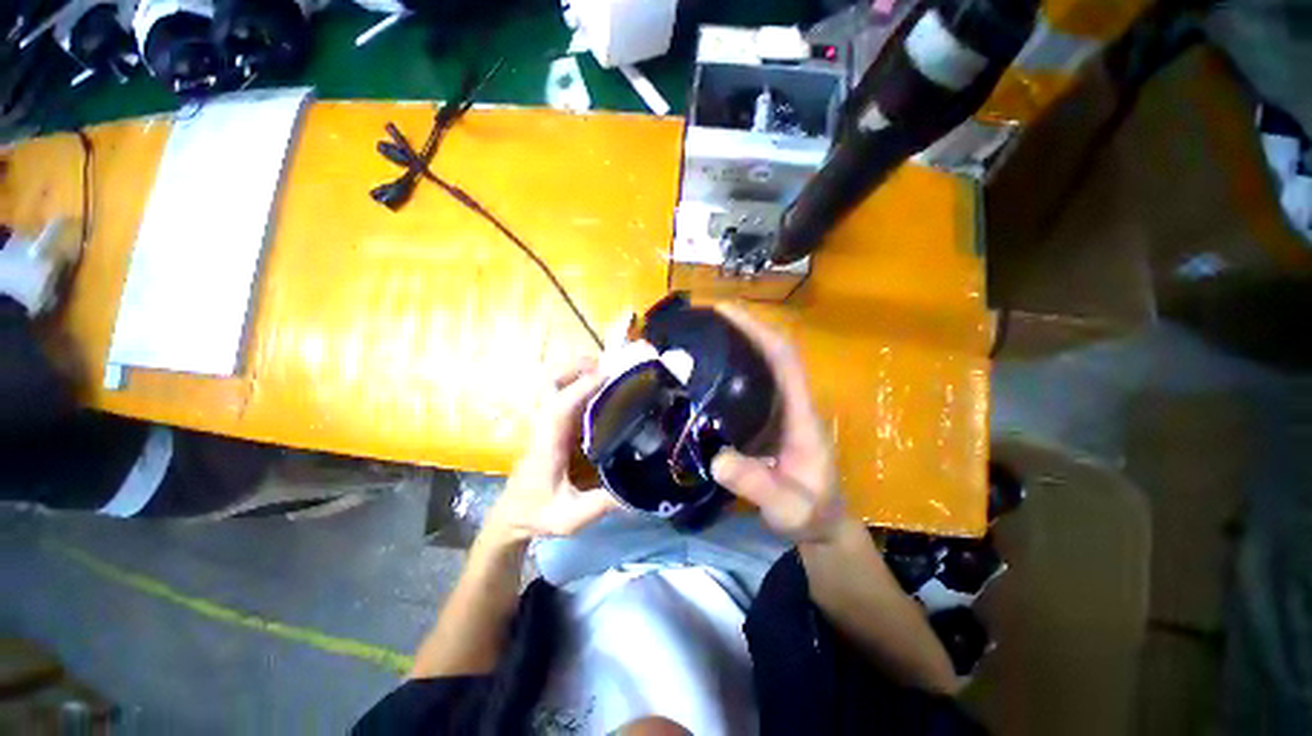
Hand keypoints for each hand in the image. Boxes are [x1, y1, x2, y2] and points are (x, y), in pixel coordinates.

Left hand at [484, 358, 619, 543]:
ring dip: (582, 373)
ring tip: (613, 374)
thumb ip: (602, 505)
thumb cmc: (538, 513)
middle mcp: (547, 425)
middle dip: (577, 368)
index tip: (609, 374)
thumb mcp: (571, 518)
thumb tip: (639, 491)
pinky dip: (586, 385)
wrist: (512, 515)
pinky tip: (608, 392)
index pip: (560, 407)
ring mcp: (551, 423)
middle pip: (551, 383)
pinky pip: (569, 396)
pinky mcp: (558, 425)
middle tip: (610, 367)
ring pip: (559, 384)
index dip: (582, 387)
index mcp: (548, 444)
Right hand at [710, 306, 845, 542]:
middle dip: (742, 326)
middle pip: (771, 351)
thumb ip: (758, 486)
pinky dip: (731, 367)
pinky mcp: (766, 418)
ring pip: (760, 364)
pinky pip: (749, 383)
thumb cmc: (810, 513)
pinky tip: (705, 370)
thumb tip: (717, 458)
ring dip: (736, 342)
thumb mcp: (787, 508)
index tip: (726, 311)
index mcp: (800, 413)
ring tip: (700, 333)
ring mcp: (778, 409)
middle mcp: (790, 402)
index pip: (783, 358)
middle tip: (703, 316)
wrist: (821, 524)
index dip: (758, 330)